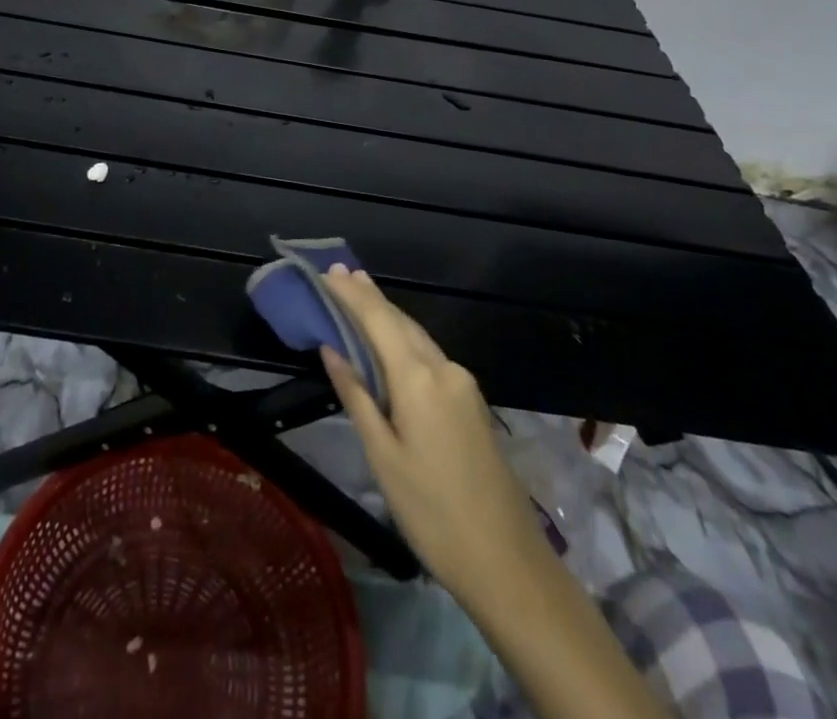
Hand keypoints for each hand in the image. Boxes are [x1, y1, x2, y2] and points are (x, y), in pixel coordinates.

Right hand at [320, 267, 549, 608]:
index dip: (352, 295)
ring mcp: (463, 384)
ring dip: (387, 316)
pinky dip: (404, 340)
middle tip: (339, 275)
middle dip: (369, 298)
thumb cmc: (432, 512)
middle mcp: (444, 368)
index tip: (328, 272)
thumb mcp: (383, 456)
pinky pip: (430, 356)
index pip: (378, 320)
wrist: (508, 563)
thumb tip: (331, 349)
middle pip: (401, 321)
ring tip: (359, 294)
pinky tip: (390, 341)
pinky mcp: (471, 402)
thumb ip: (357, 396)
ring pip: (417, 337)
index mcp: (419, 378)